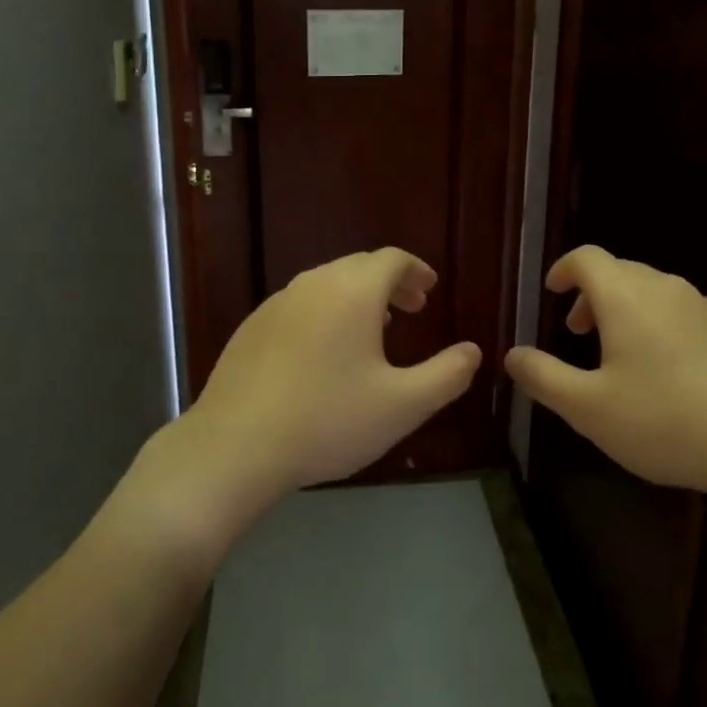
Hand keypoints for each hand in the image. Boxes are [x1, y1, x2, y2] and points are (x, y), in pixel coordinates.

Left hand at [182, 248, 481, 505]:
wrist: (234, 446)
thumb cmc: (328, 421)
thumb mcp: (403, 406)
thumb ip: (447, 375)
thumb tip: (472, 351)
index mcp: (352, 291)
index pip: (391, 259)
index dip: (416, 270)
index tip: (430, 290)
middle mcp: (313, 284)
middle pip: (359, 266)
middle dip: (391, 282)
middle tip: (411, 309)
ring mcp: (276, 303)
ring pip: (327, 283)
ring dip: (357, 296)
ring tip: (374, 329)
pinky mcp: (251, 327)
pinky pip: (300, 304)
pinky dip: (325, 311)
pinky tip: (324, 353)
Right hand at [505, 246, 706, 501]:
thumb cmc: (666, 421)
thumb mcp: (588, 408)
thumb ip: (542, 377)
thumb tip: (511, 355)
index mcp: (627, 296)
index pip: (587, 258)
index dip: (563, 269)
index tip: (551, 291)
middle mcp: (667, 289)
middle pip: (621, 272)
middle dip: (592, 296)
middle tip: (578, 334)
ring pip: (654, 293)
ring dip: (626, 312)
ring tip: (620, 357)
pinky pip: (684, 315)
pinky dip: (661, 328)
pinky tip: (669, 376)